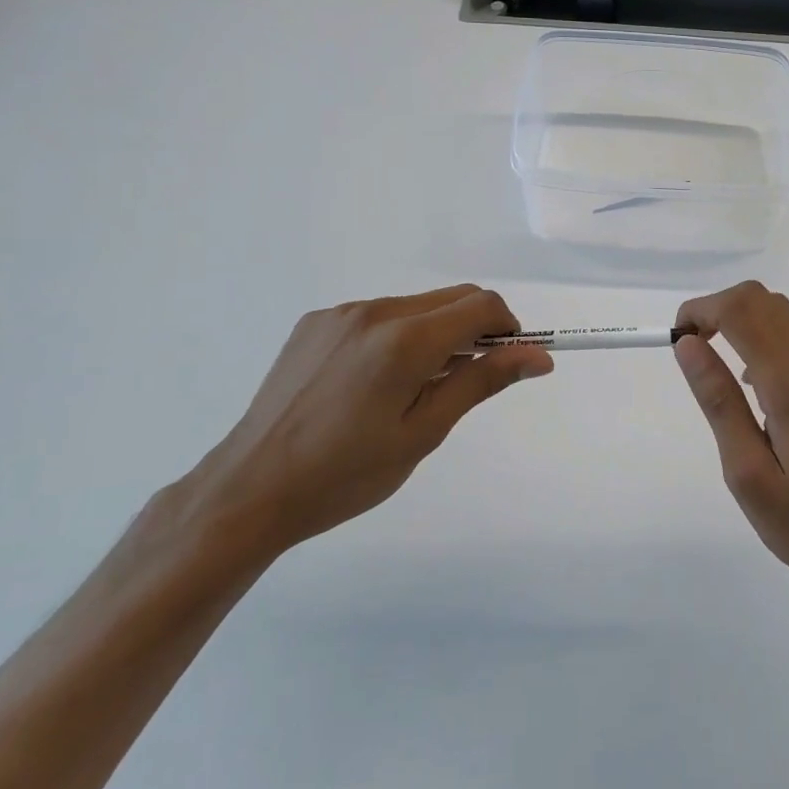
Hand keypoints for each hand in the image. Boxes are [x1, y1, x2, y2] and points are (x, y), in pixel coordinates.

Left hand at [196, 286, 552, 558]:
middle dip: (474, 330)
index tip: (505, 364)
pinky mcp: (314, 323)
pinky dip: (396, 336)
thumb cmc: (347, 473)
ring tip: (411, 390)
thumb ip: (482, 382)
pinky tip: (371, 383)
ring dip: (434, 334)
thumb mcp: (424, 433)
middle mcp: (374, 311)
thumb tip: (538, 356)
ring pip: (415, 306)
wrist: (249, 490)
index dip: (507, 328)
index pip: (482, 304)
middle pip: (451, 298)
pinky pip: (377, 315)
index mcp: (405, 339)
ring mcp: (340, 313)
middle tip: (461, 383)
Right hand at [673, 281, 788, 597]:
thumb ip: (718, 402)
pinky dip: (767, 338)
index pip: (740, 310)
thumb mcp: (747, 473)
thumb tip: (689, 346)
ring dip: (743, 321)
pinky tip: (758, 387)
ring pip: (783, 314)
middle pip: (762, 300)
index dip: (701, 309)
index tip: (678, 338)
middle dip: (719, 309)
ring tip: (720, 366)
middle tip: (694, 348)